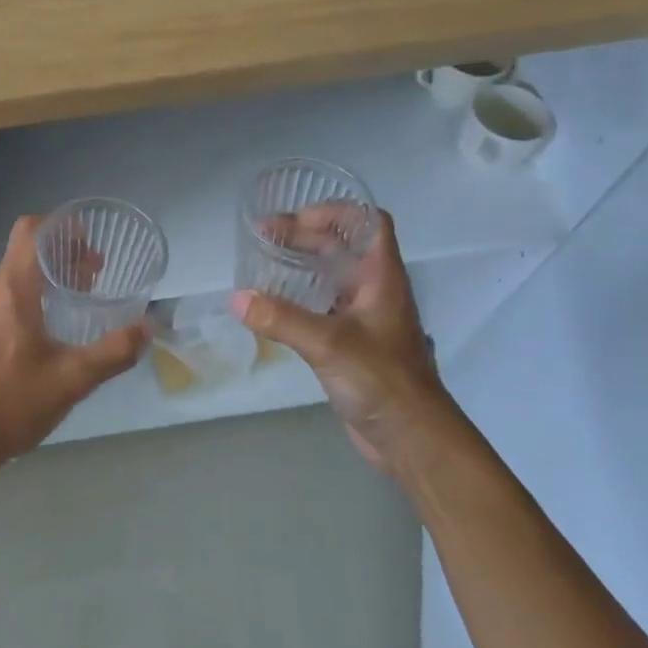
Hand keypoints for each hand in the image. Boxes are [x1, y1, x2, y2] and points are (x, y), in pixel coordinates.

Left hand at [0, 215, 148, 492]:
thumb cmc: (11, 403)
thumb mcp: (72, 379)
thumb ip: (113, 352)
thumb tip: (147, 328)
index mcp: (10, 289)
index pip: (30, 230)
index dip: (60, 226)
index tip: (89, 240)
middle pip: (24, 252)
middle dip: (61, 255)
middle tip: (94, 274)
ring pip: (13, 276)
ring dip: (45, 277)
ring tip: (76, 298)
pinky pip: (2, 297)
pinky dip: (28, 296)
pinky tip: (48, 326)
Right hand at [230, 208, 457, 477]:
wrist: (411, 437)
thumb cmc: (381, 380)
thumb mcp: (328, 343)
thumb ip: (281, 319)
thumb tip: (236, 298)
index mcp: (381, 277)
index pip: (368, 222)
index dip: (336, 211)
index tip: (296, 218)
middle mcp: (374, 290)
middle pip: (342, 246)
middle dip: (304, 235)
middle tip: (263, 237)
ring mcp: (364, 317)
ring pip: (331, 276)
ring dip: (300, 264)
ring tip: (262, 262)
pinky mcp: (352, 343)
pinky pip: (322, 306)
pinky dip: (298, 297)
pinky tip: (271, 304)